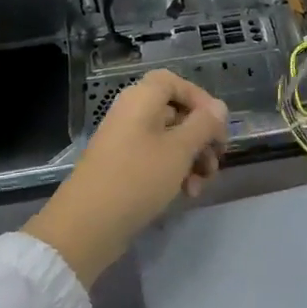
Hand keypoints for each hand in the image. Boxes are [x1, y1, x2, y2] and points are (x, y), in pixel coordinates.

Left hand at [23, 71, 229, 285]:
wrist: (87, 225)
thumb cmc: (138, 178)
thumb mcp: (179, 150)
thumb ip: (204, 125)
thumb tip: (219, 107)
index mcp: (141, 99)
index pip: (175, 82)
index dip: (200, 99)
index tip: (218, 125)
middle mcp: (132, 114)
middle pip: (176, 113)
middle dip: (201, 137)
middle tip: (217, 161)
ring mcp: (126, 142)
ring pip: (170, 140)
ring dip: (192, 160)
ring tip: (200, 186)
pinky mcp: (123, 168)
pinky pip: (156, 160)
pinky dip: (175, 173)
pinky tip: (186, 194)